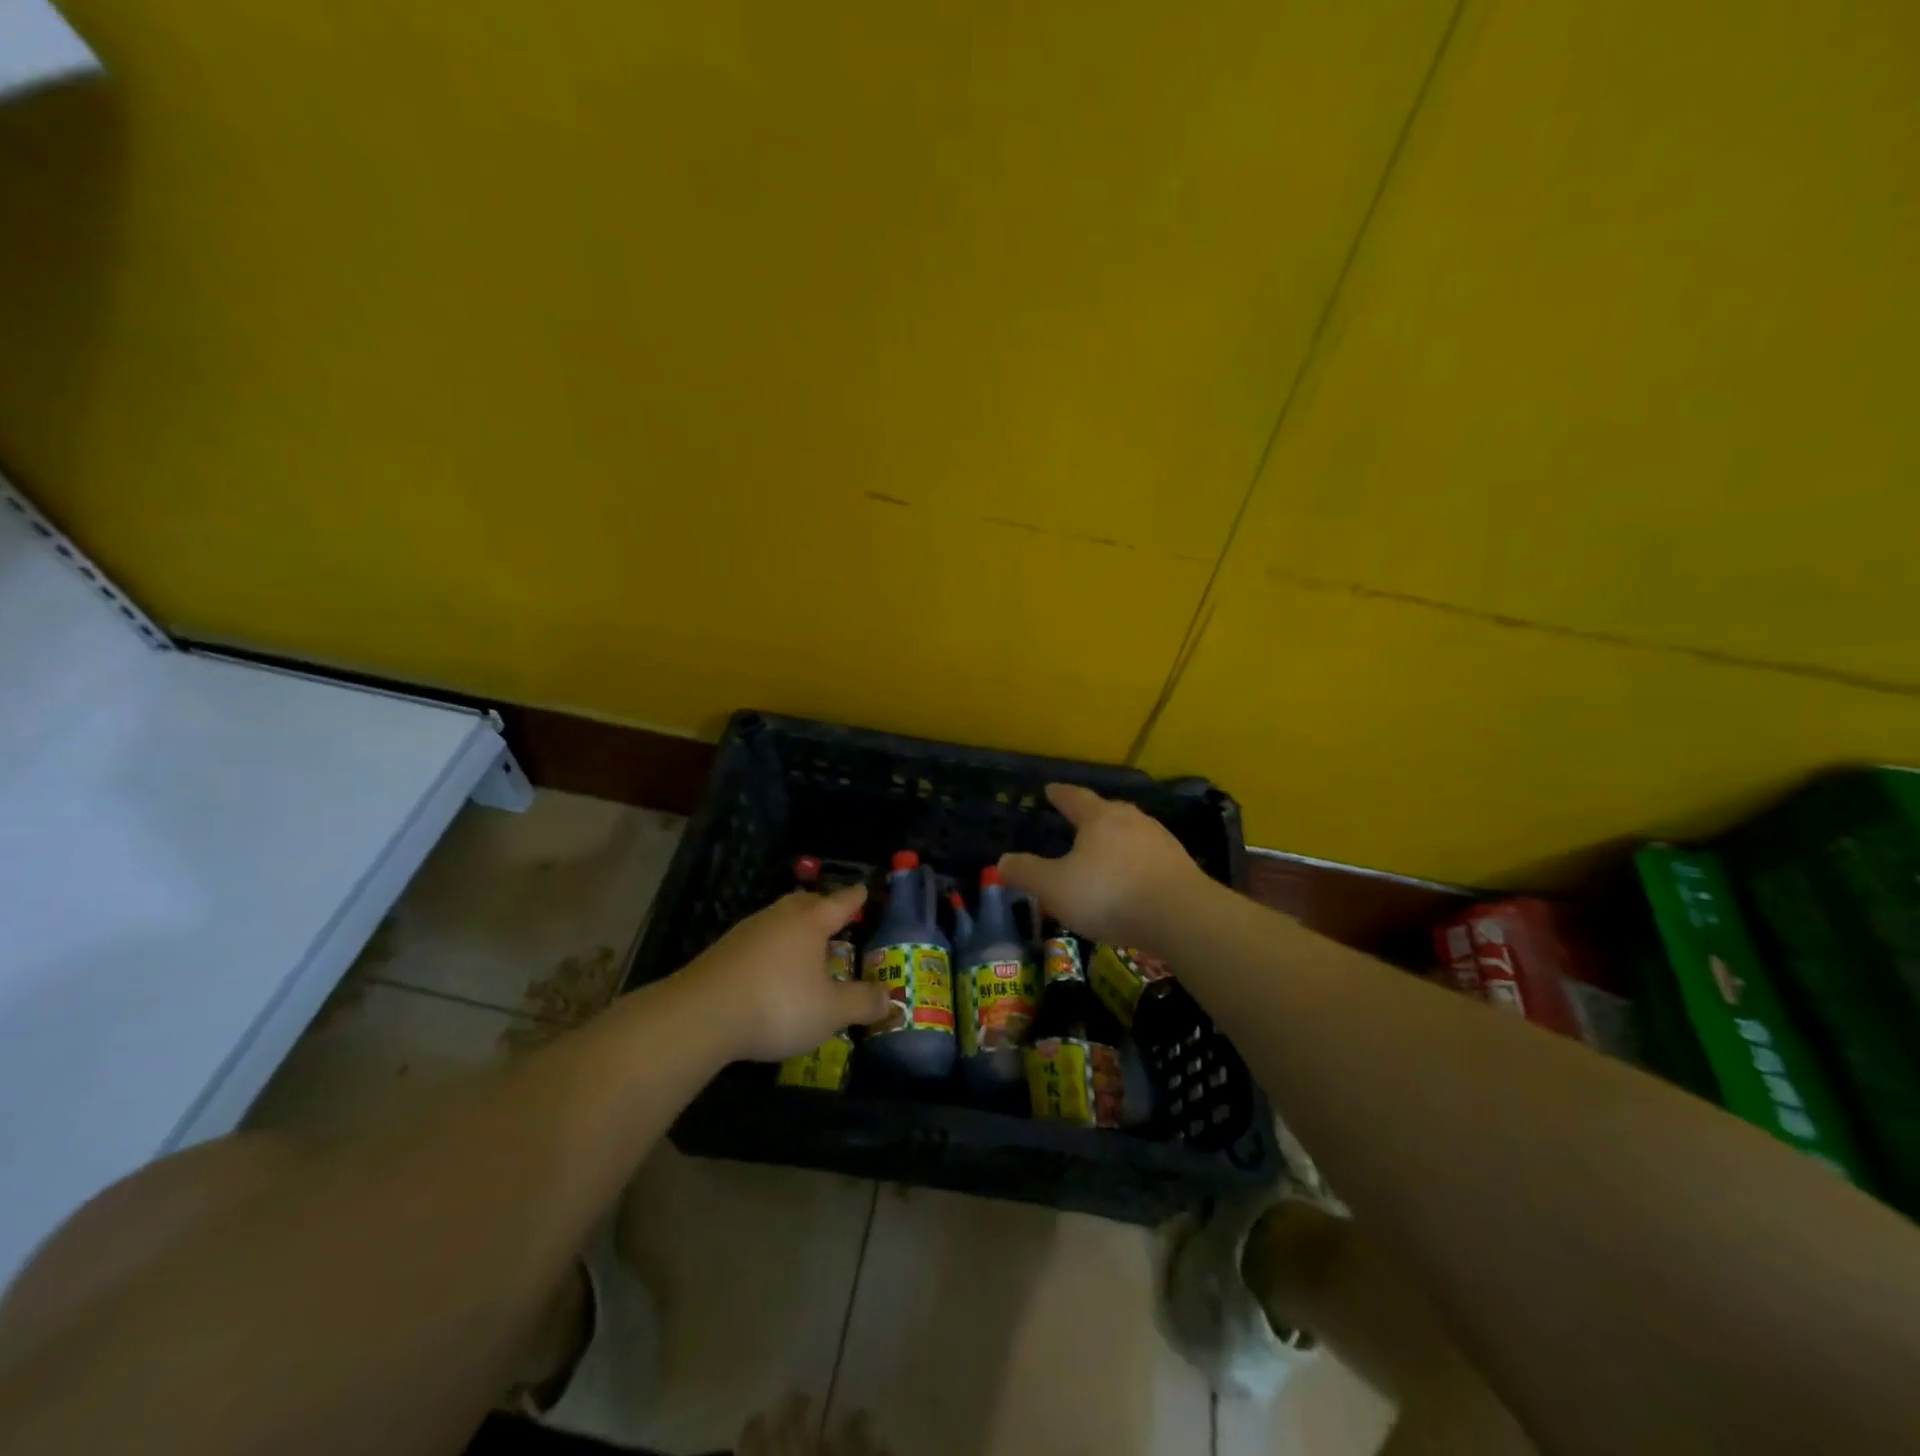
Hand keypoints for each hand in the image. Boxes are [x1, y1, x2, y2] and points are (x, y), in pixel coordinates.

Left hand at [679, 885, 888, 1061]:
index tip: (863, 889)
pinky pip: (757, 939)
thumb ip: (861, 1003)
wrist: (700, 1015)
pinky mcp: (722, 952)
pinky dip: (770, 947)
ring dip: (793, 926)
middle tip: (833, 915)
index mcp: (810, 922)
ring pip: (777, 918)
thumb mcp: (830, 1011)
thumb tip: (890, 999)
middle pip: (804, 902)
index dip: (855, 898)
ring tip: (803, 944)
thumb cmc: (777, 1005)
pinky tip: (769, 968)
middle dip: (821, 906)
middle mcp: (778, 918)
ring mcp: (746, 932)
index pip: (840, 903)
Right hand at [998, 784, 1212, 948]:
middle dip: (1091, 815)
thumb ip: (1027, 873)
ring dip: (1116, 839)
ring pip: (1132, 832)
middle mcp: (1132, 820)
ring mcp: (1160, 841)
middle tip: (1078, 820)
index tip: (1050, 789)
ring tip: (1105, 850)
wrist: (1182, 917)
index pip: (1075, 798)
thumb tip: (1002, 860)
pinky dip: (1136, 862)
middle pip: (1107, 811)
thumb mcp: (1055, 888)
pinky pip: (1149, 857)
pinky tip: (1133, 878)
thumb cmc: (1110, 895)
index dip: (1060, 794)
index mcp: (1099, 818)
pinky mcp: (1181, 866)